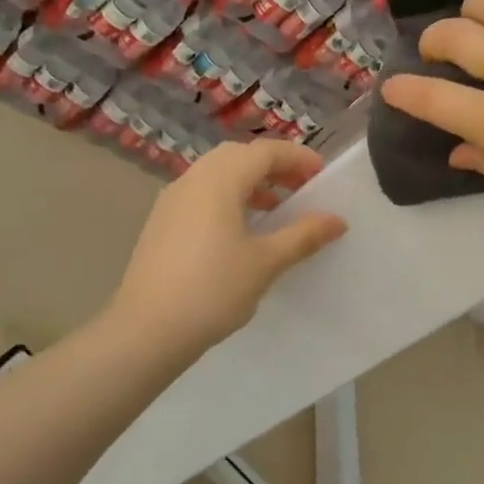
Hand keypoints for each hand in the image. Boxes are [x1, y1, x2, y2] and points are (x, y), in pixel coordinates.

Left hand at [111, 140, 347, 356]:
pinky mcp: (161, 224)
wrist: (146, 331)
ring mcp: (171, 202)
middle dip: (272, 166)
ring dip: (249, 182)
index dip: (297, 158)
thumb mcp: (266, 262)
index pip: (263, 152)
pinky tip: (241, 232)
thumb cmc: (213, 290)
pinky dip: (228, 198)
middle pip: (237, 156)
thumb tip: (337, 220)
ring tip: (275, 210)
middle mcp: (192, 181)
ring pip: (216, 175)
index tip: (322, 175)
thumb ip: (303, 235)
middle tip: (300, 188)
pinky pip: (201, 195)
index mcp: (218, 181)